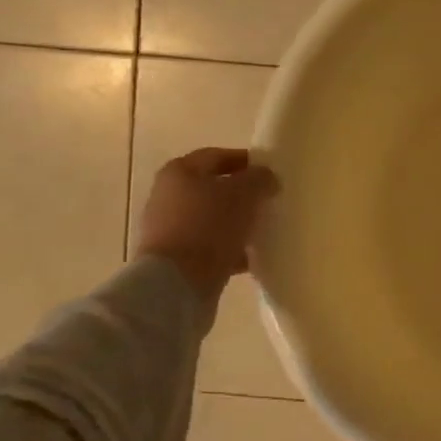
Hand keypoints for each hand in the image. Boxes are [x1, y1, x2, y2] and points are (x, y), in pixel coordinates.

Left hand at [135, 147, 277, 297]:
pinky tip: (252, 257)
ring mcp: (169, 229)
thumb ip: (260, 179)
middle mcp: (168, 196)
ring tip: (264, 230)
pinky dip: (230, 249)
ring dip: (237, 223)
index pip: (218, 156)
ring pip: (213, 219)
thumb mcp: (244, 194)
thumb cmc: (209, 226)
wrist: (176, 284)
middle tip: (270, 201)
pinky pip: (209, 247)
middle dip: (242, 195)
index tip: (271, 172)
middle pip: (213, 188)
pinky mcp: (175, 259)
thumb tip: (266, 178)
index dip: (247, 161)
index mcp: (180, 172)